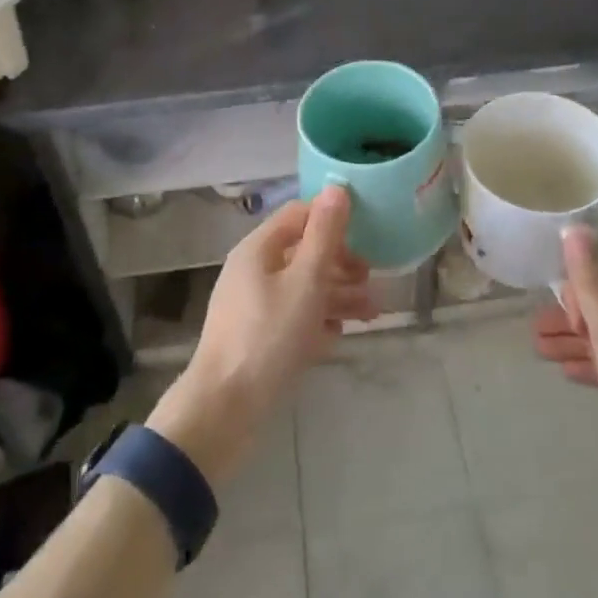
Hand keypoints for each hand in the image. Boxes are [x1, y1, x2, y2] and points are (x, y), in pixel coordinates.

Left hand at [149, 186, 374, 484]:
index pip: (298, 215)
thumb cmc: (268, 336)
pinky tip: (339, 336)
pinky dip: (318, 321)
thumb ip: (324, 236)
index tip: (368, 233)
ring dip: (337, 294)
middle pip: (302, 253)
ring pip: (301, 288)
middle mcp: (253, 271)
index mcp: (258, 249)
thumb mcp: (305, 281)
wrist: (225, 408)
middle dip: (341, 263)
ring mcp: (252, 306)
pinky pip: (293, 317)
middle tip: (372, 278)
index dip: (332, 219)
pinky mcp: (257, 337)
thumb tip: (337, 189)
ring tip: (372, 312)